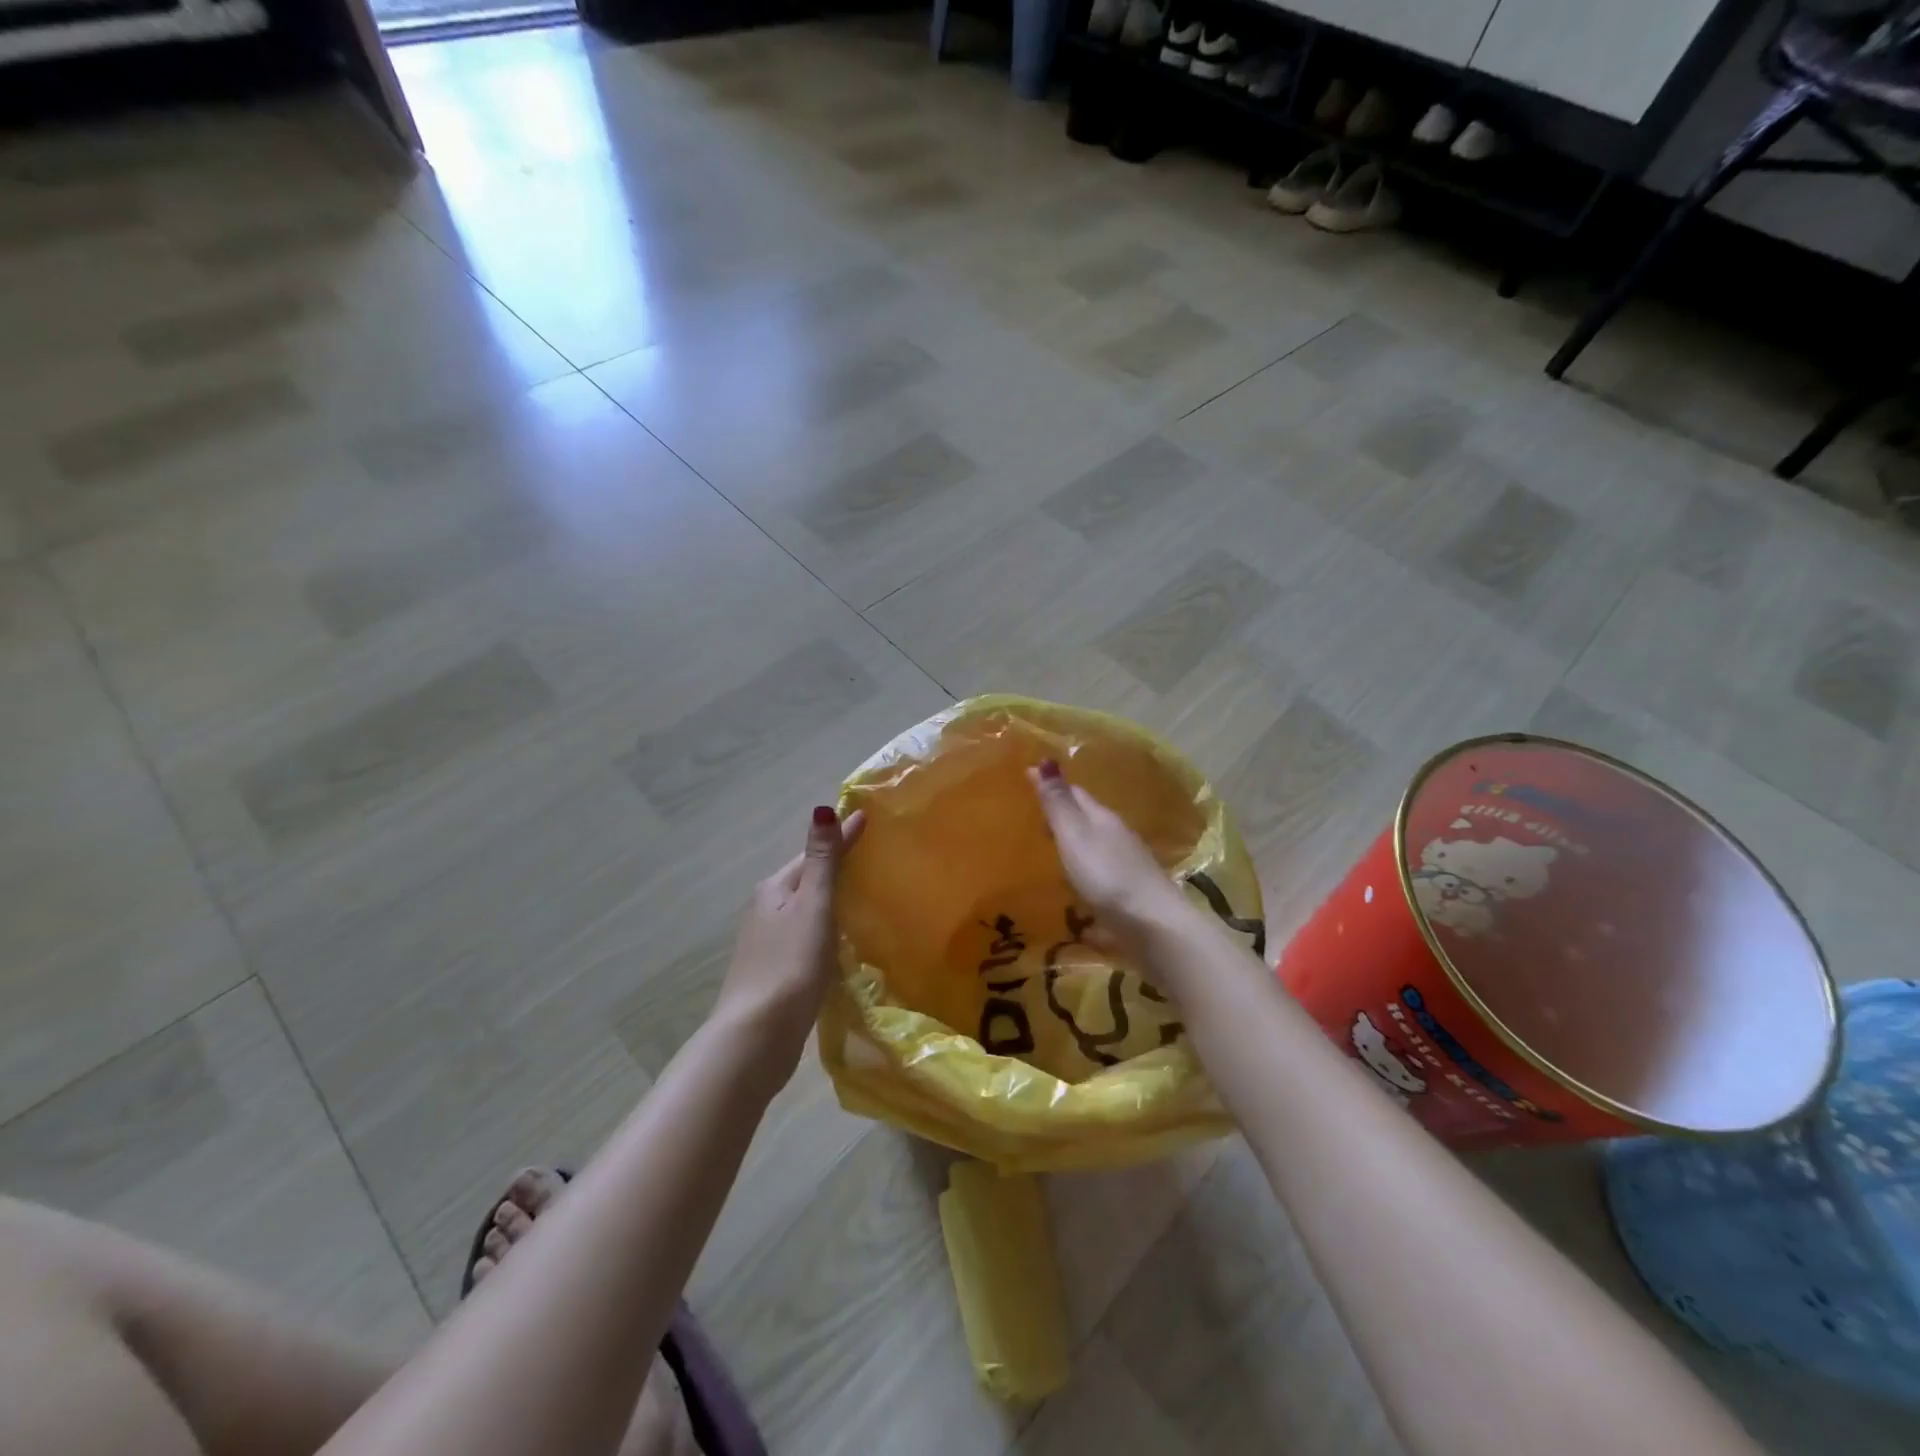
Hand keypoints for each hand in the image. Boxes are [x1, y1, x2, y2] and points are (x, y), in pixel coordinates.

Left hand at [714, 805, 864, 1073]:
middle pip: (807, 879)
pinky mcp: (776, 971)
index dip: (842, 837)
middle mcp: (766, 909)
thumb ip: (822, 861)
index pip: (814, 853)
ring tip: (865, 894)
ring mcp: (768, 943)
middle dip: (835, 866)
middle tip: (873, 855)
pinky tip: (843, 940)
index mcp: (775, 889)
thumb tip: (823, 808)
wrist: (757, 1036)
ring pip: (806, 910)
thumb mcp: (812, 907)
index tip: (868, 818)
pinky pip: (807, 936)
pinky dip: (826, 928)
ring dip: (831, 898)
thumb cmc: (790, 965)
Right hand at [1027, 759, 1194, 964]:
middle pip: (1087, 821)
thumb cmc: (1107, 876)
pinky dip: (1085, 880)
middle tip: (1031, 820)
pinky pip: (1101, 881)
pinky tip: (1075, 894)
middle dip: (1063, 818)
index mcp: (1103, 819)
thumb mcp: (1075, 836)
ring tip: (1048, 856)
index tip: (1027, 782)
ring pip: (1095, 850)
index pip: (1076, 794)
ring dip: (1074, 849)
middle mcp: (1117, 838)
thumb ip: (1058, 803)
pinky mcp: (1130, 898)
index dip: (1053, 787)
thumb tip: (1044, 759)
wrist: (1154, 927)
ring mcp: (1127, 868)